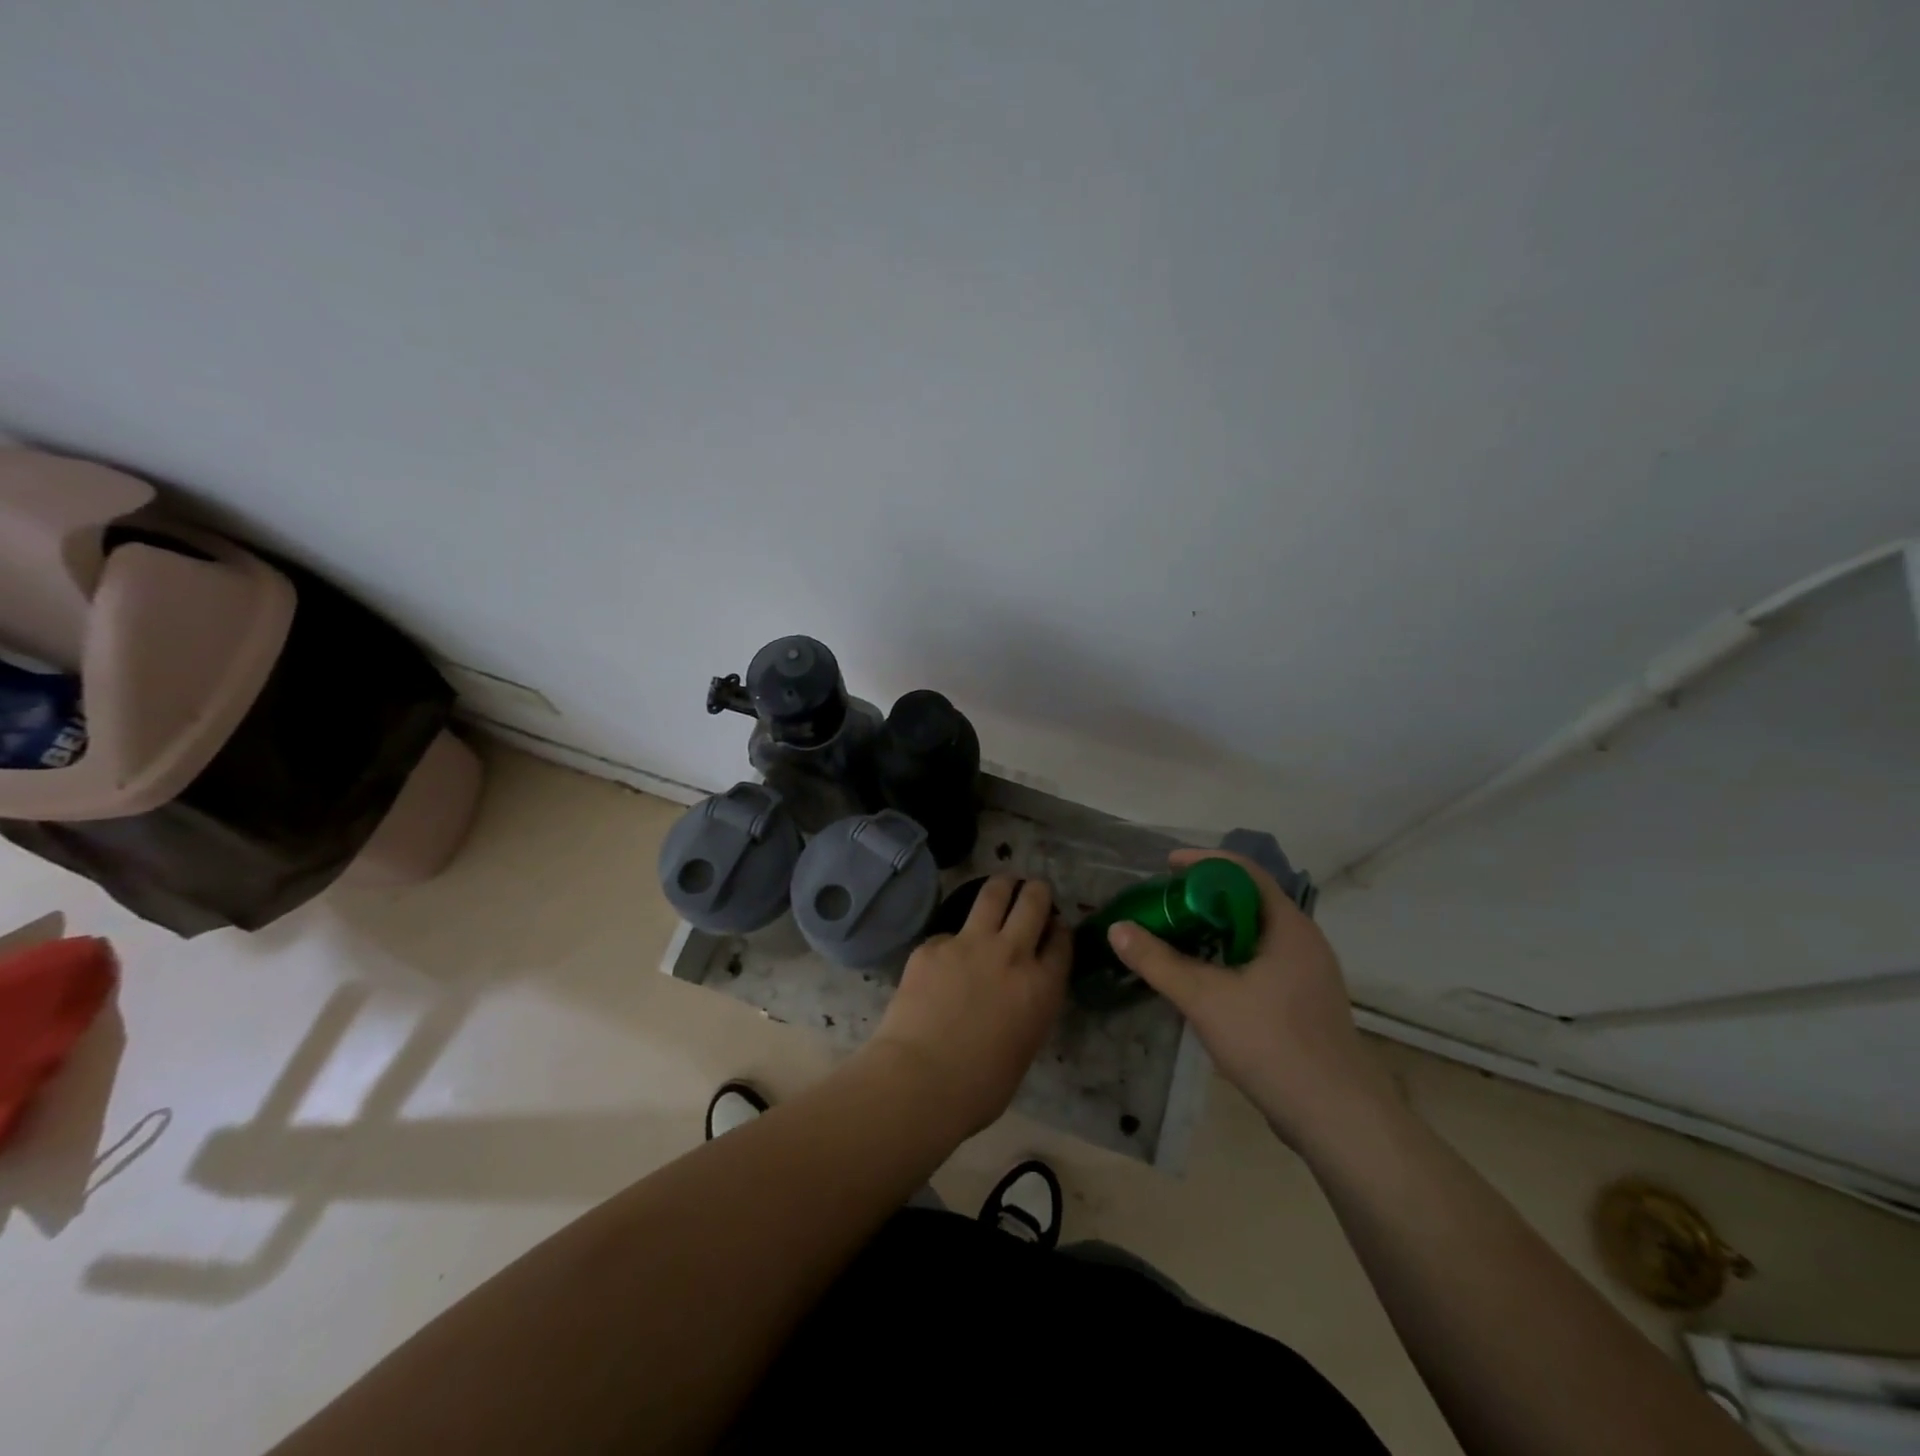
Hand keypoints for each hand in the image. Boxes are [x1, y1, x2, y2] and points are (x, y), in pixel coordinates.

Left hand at [866, 876, 1070, 1137]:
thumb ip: (1029, 1008)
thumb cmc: (980, 1087)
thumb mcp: (1025, 1045)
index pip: (1061, 941)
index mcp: (1042, 986)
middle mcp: (1011, 953)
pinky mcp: (933, 945)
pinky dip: (951, 942)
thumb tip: (1018, 994)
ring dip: (1002, 886)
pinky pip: (948, 933)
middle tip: (1033, 890)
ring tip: (1002, 885)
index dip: (1059, 929)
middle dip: (1036, 891)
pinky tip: (943, 959)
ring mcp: (969, 943)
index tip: (1055, 927)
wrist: (921, 1080)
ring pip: (993, 894)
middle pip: (1033, 902)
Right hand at [1106, 849, 1392, 1148]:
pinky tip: (1203, 977)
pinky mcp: (1304, 1001)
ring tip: (1176, 935)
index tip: (1166, 866)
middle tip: (1163, 903)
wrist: (1337, 1118)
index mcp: (1288, 926)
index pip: (1243, 872)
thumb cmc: (1273, 1043)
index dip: (1203, 862)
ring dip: (1215, 928)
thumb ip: (1158, 961)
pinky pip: (1261, 959)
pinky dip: (1229, 955)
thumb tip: (1117, 928)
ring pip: (1254, 933)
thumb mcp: (1205, 998)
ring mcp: (1307, 973)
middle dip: (1203, 895)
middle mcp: (1302, 940)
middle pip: (1248, 899)